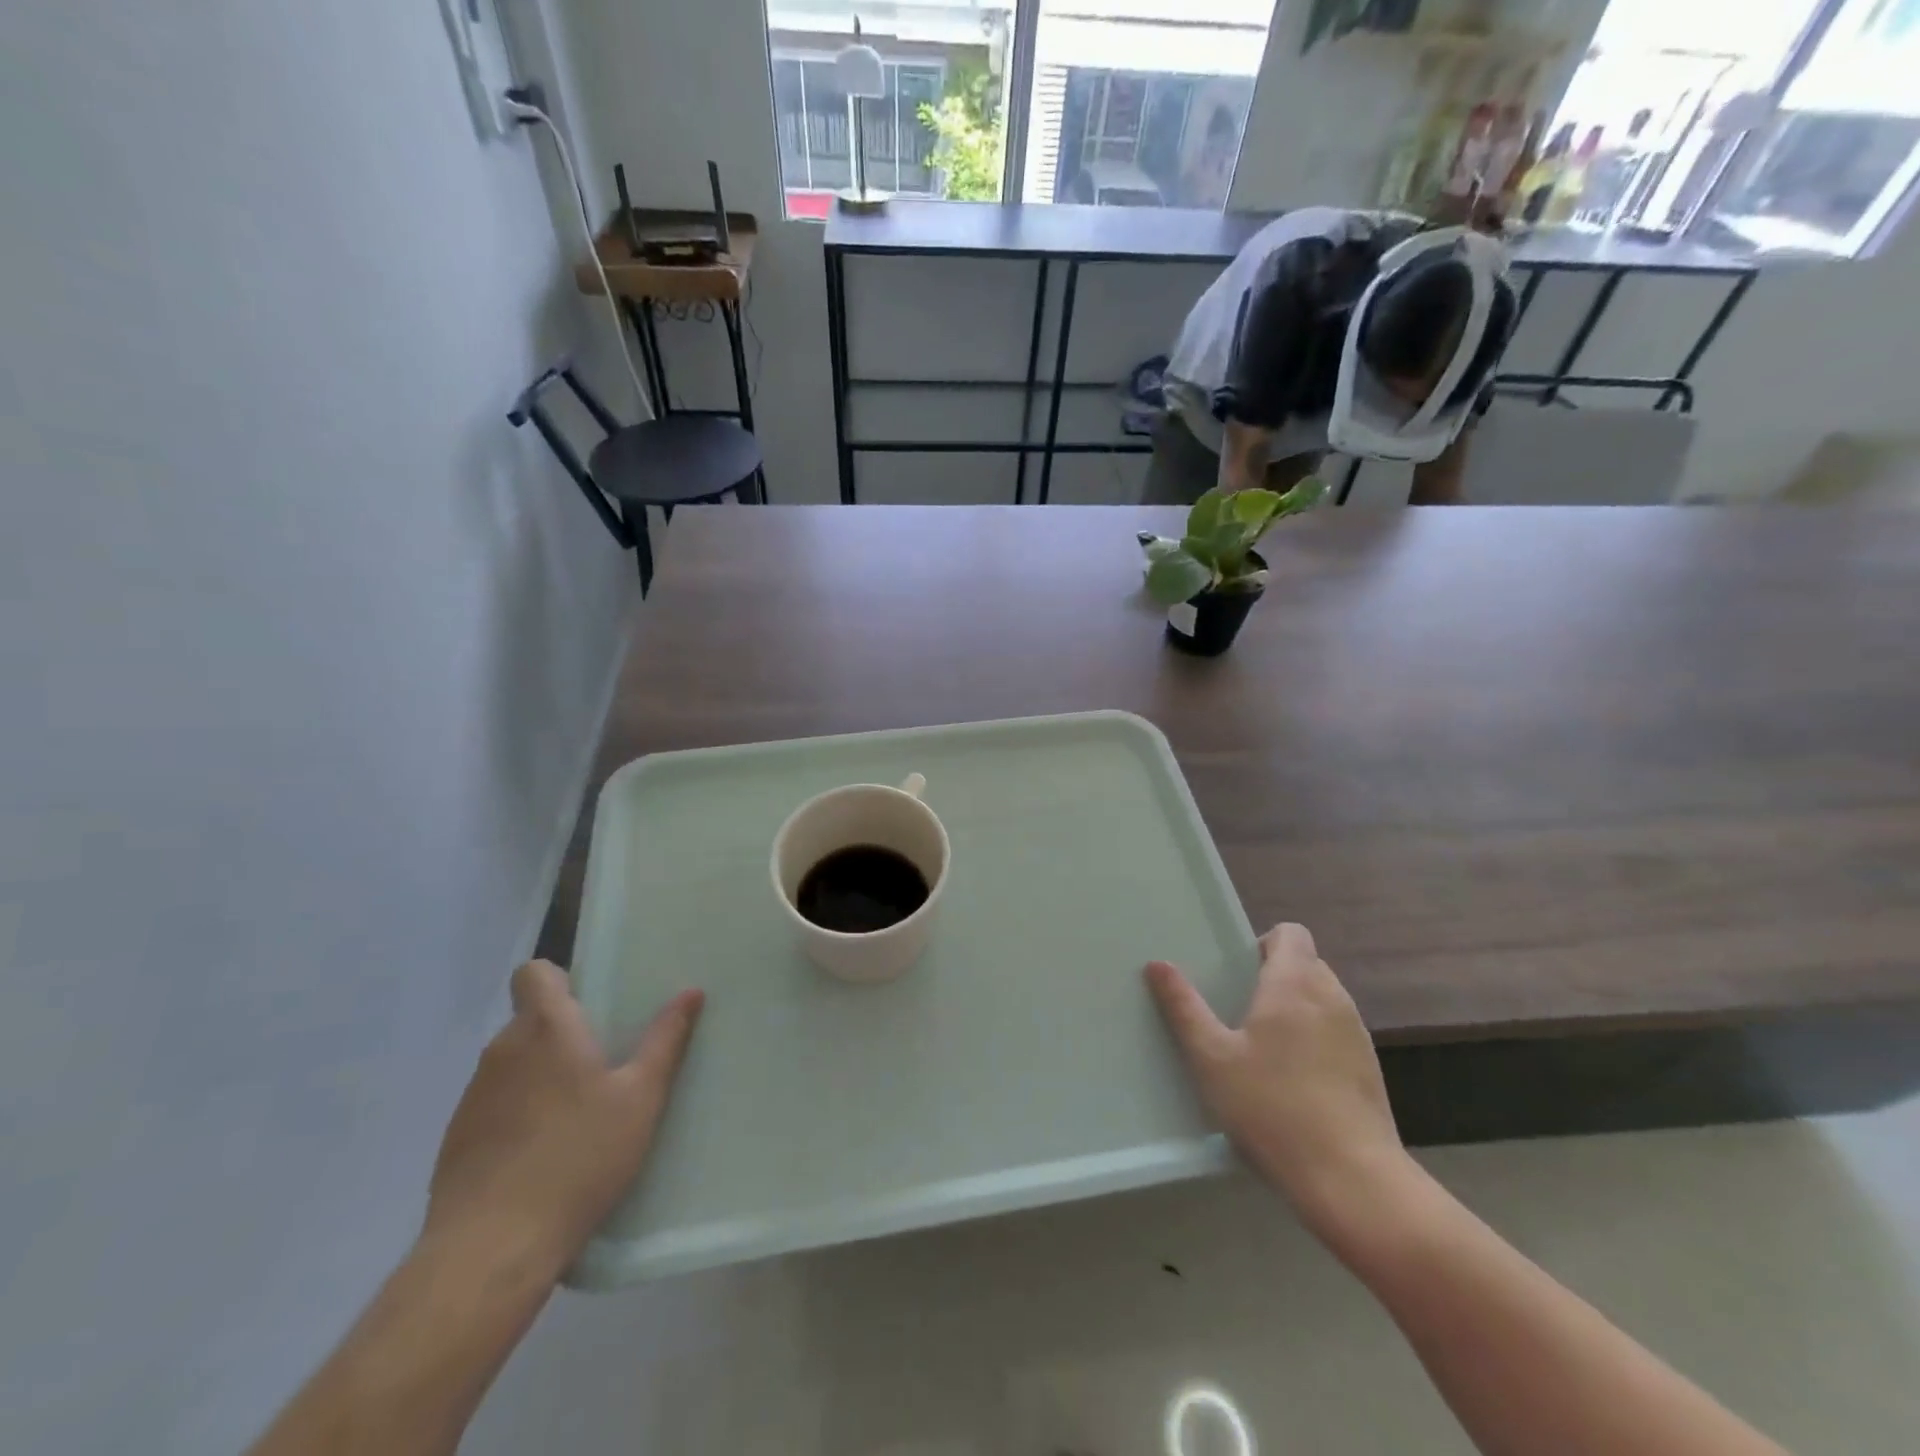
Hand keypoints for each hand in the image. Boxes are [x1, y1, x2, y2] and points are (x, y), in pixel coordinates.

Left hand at [423, 961, 702, 1276]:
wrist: (491, 1250)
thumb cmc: (579, 1157)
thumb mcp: (640, 1097)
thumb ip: (665, 1040)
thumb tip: (691, 992)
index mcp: (547, 1028)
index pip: (534, 972)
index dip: (559, 979)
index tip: (591, 1005)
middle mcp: (502, 1050)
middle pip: (531, 1019)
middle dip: (563, 1032)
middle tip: (604, 1065)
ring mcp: (472, 1096)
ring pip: (513, 1063)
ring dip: (541, 1074)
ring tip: (577, 1115)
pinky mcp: (455, 1139)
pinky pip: (494, 1104)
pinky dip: (518, 1113)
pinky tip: (544, 1154)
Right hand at [1146, 924, 1407, 1238]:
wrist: (1353, 1180)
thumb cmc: (1272, 1108)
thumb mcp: (1212, 1058)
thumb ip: (1184, 1007)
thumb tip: (1157, 964)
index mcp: (1295, 984)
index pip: (1290, 933)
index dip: (1262, 943)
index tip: (1237, 974)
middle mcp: (1332, 997)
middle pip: (1305, 963)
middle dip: (1274, 976)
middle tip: (1239, 1011)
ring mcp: (1357, 1033)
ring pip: (1322, 999)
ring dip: (1295, 1008)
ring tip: (1263, 1047)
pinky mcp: (1370, 1068)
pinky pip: (1336, 1032)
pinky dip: (1315, 1039)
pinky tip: (1294, 1081)